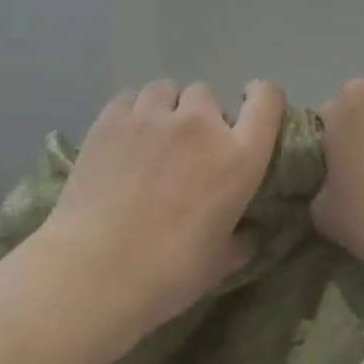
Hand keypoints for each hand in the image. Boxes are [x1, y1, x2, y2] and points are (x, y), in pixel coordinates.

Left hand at [38, 79, 286, 328]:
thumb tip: (246, 236)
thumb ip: (238, 241)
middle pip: (206, 94)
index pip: (267, 100)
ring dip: (165, 108)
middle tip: (186, 146)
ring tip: (151, 137)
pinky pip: (129, 97)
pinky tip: (122, 137)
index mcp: (239, 158)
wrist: (96, 271)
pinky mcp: (110, 119)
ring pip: (165, 90)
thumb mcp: (219, 264)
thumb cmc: (169, 273)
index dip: (262, 95)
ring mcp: (152, 117)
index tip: (248, 105)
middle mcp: (200, 125)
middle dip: (200, 115)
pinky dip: (132, 111)